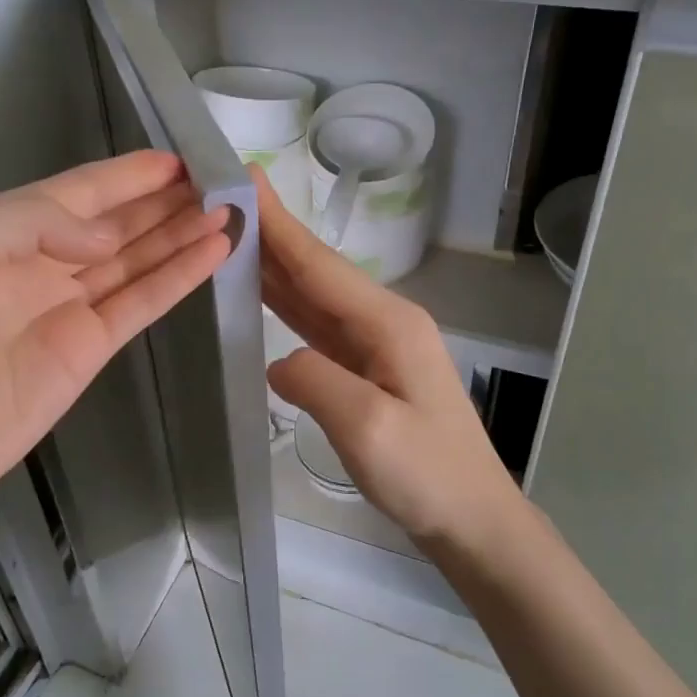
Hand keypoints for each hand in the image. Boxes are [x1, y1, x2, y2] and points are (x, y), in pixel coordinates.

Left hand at [0, 150, 230, 520]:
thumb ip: (32, 221)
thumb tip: (105, 239)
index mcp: (2, 229)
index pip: (77, 191)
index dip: (128, 175)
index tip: (179, 160)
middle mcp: (39, 262)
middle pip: (115, 223)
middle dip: (164, 202)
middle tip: (219, 183)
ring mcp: (69, 308)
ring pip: (137, 259)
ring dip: (180, 235)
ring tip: (229, 213)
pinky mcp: (91, 349)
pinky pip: (142, 303)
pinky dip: (178, 278)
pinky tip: (213, 254)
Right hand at [255, 168, 525, 548]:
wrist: (472, 520)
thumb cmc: (427, 475)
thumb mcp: (368, 428)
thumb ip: (316, 381)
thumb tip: (280, 360)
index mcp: (388, 323)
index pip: (320, 264)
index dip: (279, 224)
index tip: (244, 176)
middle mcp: (384, 323)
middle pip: (317, 272)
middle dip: (272, 235)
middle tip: (224, 200)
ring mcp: (378, 347)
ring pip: (316, 297)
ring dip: (276, 266)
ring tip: (232, 236)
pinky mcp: (369, 371)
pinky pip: (319, 327)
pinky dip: (288, 306)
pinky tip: (264, 295)